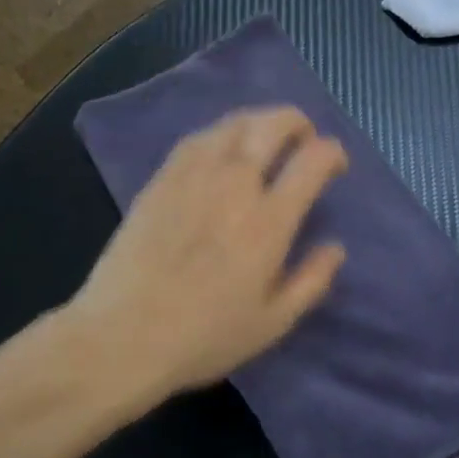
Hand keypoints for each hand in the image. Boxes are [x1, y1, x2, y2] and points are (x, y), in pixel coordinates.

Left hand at [68, 106, 348, 400]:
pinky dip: (220, 133)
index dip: (332, 152)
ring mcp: (193, 177)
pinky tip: (222, 148)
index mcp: (269, 221)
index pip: (312, 161)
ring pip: (233, 124)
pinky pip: (197, 138)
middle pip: (272, 126)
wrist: (122, 336)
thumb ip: (311, 281)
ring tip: (266, 137)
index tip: (335, 163)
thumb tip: (336, 247)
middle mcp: (234, 185)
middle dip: (297, 122)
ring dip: (259, 121)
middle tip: (304, 137)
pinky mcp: (160, 180)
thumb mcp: (272, 323)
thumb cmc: (204, 336)